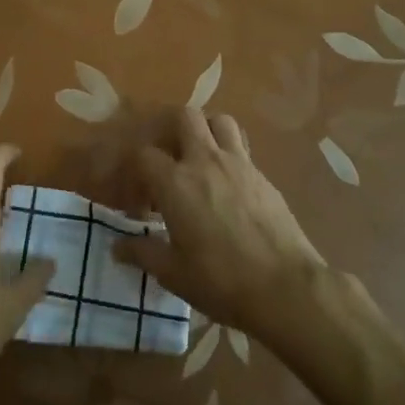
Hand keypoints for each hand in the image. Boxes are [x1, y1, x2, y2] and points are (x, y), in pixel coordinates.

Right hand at [115, 109, 325, 338]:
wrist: (286, 288)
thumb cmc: (221, 281)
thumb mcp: (173, 274)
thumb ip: (143, 253)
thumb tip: (118, 247)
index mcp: (176, 182)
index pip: (143, 154)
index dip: (135, 172)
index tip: (138, 201)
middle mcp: (205, 161)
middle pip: (184, 116)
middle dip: (170, 129)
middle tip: (167, 159)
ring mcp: (239, 164)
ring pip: (219, 121)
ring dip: (205, 131)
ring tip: (199, 158)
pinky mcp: (263, 176)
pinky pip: (242, 148)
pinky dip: (229, 154)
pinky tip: (227, 184)